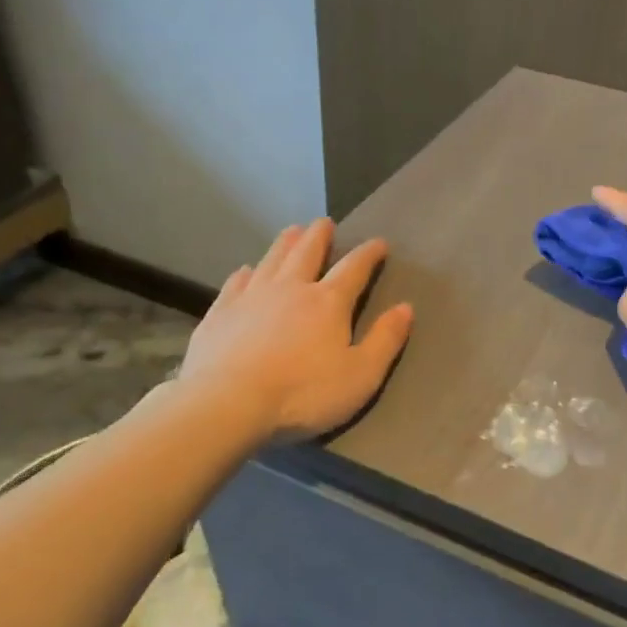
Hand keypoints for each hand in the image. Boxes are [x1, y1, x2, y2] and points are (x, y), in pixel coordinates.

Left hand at [173, 219, 413, 441]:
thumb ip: (385, 340)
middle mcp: (291, 288)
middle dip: (319, 235)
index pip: (354, 268)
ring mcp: (252, 296)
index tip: (379, 243)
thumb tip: (406, 307)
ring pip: (272, 259)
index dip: (369, 254)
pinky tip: (245, 271)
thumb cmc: (302, 394)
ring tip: (292, 230)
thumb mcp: (360, 375)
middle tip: (324, 222)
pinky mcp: (221, 311)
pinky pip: (236, 282)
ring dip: (285, 243)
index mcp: (328, 302)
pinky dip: (245, 272)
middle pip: (307, 252)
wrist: (227, 403)